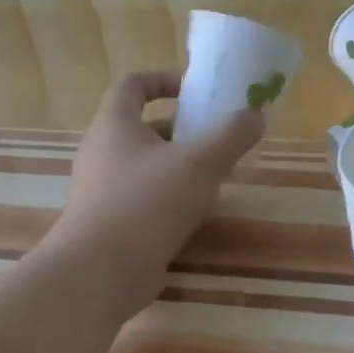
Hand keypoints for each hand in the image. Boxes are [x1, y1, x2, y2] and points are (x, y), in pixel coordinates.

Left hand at [49, 71, 263, 308]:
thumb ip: (231, 136)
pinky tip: (197, 215)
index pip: (132, 84)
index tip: (195, 91)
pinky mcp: (108, 223)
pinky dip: (169, 198)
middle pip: (144, 127)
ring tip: (216, 178)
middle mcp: (102, 152)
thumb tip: (255, 115)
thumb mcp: (200, 163)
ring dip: (180, 167)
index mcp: (115, 124)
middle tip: (217, 140)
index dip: (164, 79)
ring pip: (146, 165)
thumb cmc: (147, 203)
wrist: (99, 273)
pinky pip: (143, 198)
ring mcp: (101, 190)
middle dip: (183, 130)